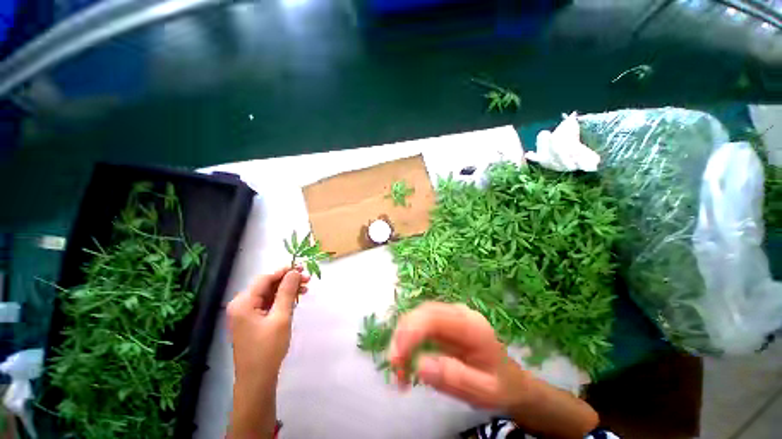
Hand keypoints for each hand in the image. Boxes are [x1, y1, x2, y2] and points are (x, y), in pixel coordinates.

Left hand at [227, 266, 309, 438]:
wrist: (257, 380)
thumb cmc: (268, 348)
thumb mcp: (281, 317)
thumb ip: (287, 292)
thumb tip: (294, 272)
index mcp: (243, 303)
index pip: (265, 279)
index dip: (284, 271)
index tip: (302, 268)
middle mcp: (241, 305)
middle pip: (267, 285)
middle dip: (288, 281)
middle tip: (308, 280)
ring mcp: (245, 314)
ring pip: (269, 294)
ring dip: (286, 290)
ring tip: (305, 290)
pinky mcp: (251, 321)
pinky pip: (268, 304)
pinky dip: (281, 301)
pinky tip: (294, 301)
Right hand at [388, 302, 525, 410]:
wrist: (510, 381)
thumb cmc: (500, 387)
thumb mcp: (483, 392)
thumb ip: (454, 378)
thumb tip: (420, 365)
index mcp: (471, 326)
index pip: (434, 317)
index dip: (411, 331)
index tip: (397, 358)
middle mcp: (459, 313)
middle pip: (423, 312)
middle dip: (403, 335)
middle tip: (394, 365)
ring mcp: (450, 315)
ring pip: (418, 315)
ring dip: (402, 337)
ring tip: (398, 367)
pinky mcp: (443, 322)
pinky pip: (420, 323)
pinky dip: (408, 339)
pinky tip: (405, 358)